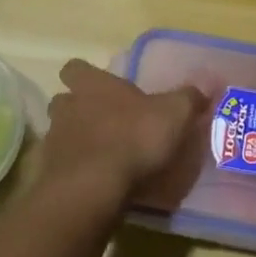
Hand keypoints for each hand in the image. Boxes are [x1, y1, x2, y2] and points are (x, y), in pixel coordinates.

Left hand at [41, 59, 206, 209]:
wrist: (93, 188)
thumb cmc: (133, 139)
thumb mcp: (174, 114)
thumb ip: (189, 98)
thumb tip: (206, 86)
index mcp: (93, 85)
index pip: (76, 68)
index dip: (85, 75)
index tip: (100, 86)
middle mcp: (67, 107)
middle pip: (64, 101)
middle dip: (78, 109)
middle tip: (102, 123)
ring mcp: (54, 141)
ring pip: (59, 133)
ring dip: (75, 141)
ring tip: (99, 156)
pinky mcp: (48, 174)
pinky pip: (58, 167)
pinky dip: (72, 172)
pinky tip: (91, 183)